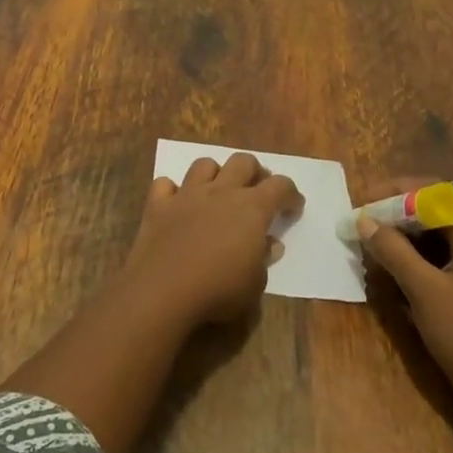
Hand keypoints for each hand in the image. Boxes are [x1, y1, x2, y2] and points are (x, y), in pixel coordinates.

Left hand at [125, 153, 303, 325]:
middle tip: (257, 190)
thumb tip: (270, 243)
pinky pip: (164, 185)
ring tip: (217, 191)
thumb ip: (264, 259)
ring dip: (215, 174)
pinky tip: (175, 204)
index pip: (280, 186)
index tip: (294, 207)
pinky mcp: (158, 205)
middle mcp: (221, 192)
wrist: (164, 290)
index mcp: (251, 208)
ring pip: (204, 164)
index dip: (291, 194)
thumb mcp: (255, 284)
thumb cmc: (219, 291)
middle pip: (243, 161)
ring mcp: (187, 195)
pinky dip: (171, 191)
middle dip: (255, 172)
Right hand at [358, 176, 452, 426]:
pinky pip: (452, 262)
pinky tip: (400, 276)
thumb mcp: (423, 290)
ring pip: (444, 240)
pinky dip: (424, 262)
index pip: (435, 192)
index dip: (396, 192)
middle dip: (399, 217)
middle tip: (364, 228)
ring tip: (375, 251)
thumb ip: (392, 250)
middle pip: (440, 213)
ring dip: (409, 241)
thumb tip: (365, 220)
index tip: (364, 203)